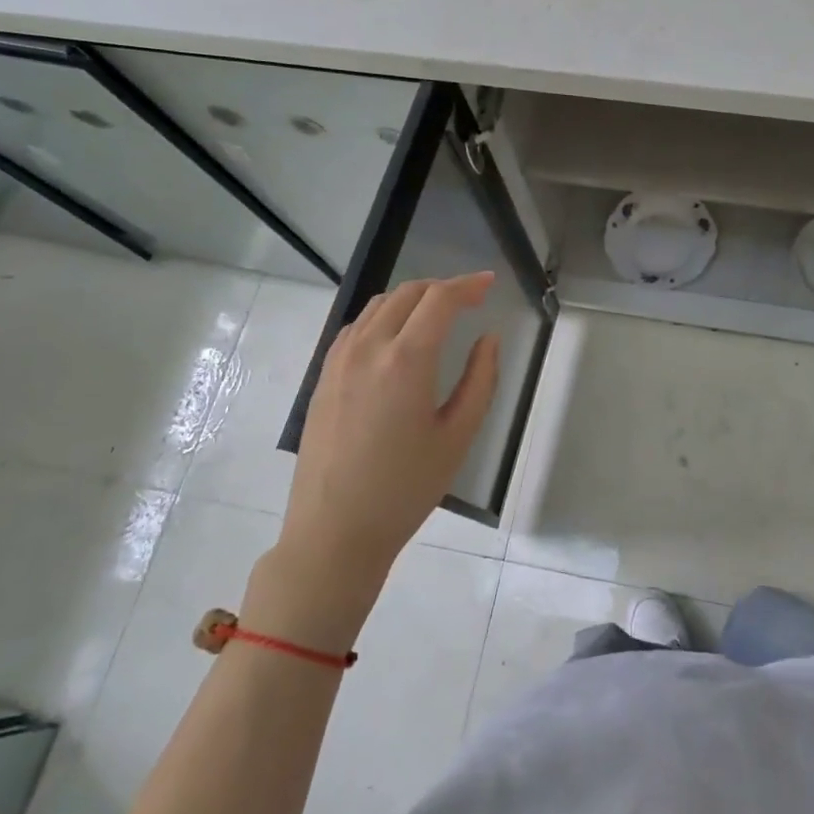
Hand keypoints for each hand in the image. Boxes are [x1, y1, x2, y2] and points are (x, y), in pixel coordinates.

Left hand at [280, 274, 500, 580]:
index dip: (468, 285)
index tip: (490, 283)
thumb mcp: (458, 436)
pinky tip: (397, 337)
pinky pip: (357, 327)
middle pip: (408, 293)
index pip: (439, 299)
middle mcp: (368, 348)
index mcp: (406, 360)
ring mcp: (339, 360)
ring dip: (412, 298)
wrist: (335, 530)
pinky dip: (384, 316)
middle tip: (470, 299)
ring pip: (379, 305)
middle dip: (442, 288)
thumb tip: (488, 339)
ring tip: (437, 313)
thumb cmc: (406, 488)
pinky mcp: (324, 376)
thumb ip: (481, 380)